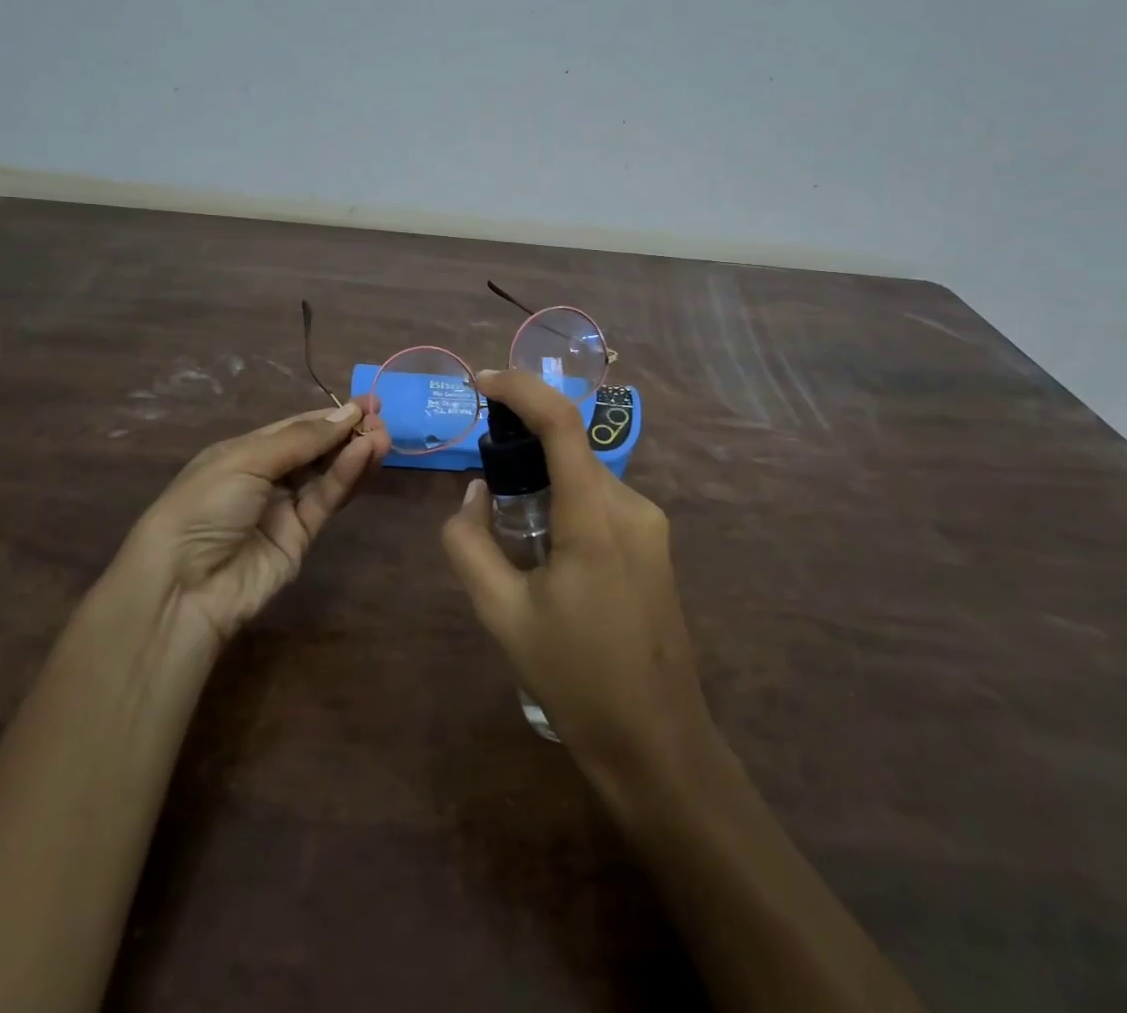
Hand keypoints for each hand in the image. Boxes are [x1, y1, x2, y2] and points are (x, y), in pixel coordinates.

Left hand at [116, 401, 387, 647]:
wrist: (183, 586)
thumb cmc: (204, 506)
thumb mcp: (247, 459)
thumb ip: (301, 438)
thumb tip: (347, 413)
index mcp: (246, 452)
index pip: (297, 427)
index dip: (331, 415)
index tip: (368, 402)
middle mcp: (268, 476)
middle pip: (317, 449)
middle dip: (349, 432)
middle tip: (381, 418)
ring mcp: (286, 508)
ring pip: (328, 473)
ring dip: (355, 453)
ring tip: (384, 436)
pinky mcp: (302, 536)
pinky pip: (327, 499)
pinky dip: (347, 476)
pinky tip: (365, 455)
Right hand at [441, 370, 710, 786]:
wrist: (657, 743)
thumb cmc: (575, 680)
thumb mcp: (502, 615)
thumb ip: (470, 544)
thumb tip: (471, 494)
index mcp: (595, 519)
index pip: (562, 423)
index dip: (521, 389)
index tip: (482, 382)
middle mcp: (631, 507)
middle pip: (570, 449)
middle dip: (523, 443)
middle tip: (483, 479)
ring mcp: (651, 526)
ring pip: (585, 476)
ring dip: (544, 479)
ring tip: (511, 530)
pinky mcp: (655, 545)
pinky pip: (602, 501)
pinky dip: (566, 501)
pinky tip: (547, 553)